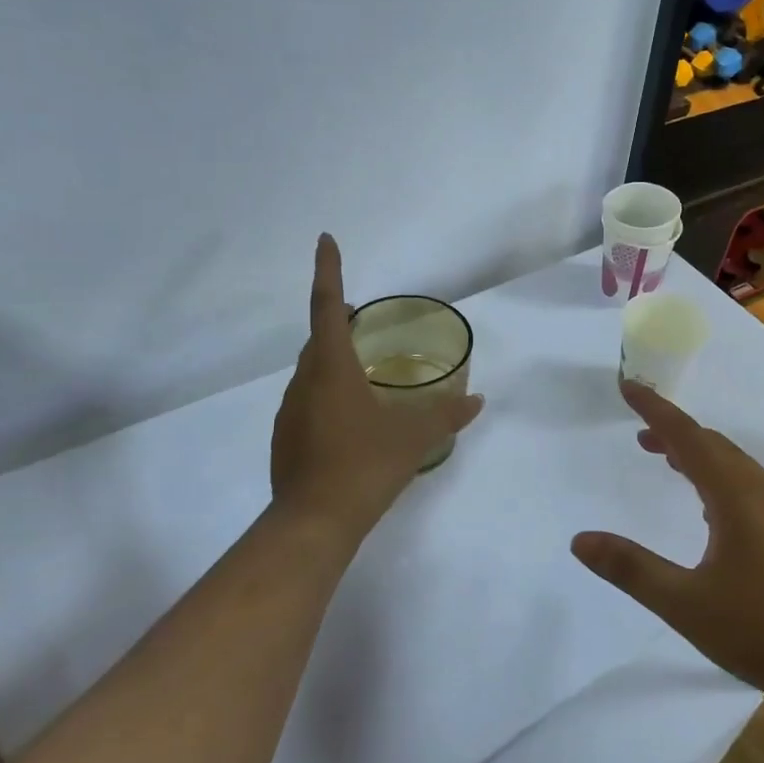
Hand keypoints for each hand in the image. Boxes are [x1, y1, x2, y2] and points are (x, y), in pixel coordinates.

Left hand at [270, 234, 483, 544]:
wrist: (314, 523)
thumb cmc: (364, 466)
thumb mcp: (413, 437)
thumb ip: (446, 416)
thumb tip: (476, 400)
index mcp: (331, 369)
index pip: (327, 306)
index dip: (328, 270)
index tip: (325, 239)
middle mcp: (304, 383)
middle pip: (318, 339)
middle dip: (336, 321)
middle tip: (361, 318)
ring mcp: (290, 413)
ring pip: (312, 373)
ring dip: (333, 362)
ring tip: (364, 372)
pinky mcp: (286, 439)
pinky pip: (308, 402)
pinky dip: (328, 395)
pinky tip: (352, 420)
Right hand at [571, 382, 763, 715]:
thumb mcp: (686, 603)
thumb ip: (631, 569)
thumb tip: (580, 540)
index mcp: (735, 495)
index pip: (687, 437)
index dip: (655, 410)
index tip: (628, 387)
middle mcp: (761, 493)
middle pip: (713, 446)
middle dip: (675, 433)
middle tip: (641, 435)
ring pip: (734, 467)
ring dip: (699, 456)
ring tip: (670, 462)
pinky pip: (748, 488)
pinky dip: (719, 480)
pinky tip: (711, 511)